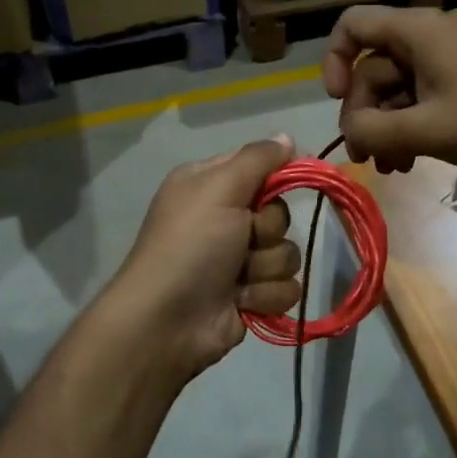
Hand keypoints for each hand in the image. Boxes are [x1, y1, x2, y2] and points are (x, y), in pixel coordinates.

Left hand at [103, 136, 303, 383]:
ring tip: (237, 279)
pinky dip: (265, 296)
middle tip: (242, 240)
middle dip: (266, 231)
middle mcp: (224, 219)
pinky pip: (286, 288)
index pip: (259, 167)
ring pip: (287, 253)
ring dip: (265, 268)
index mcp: (209, 186)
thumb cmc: (190, 245)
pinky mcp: (251, 296)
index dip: (276, 176)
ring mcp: (238, 260)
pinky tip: (241, 302)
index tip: (288, 181)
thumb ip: (257, 159)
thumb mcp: (218, 188)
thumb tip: (287, 137)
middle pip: (279, 214)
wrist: (167, 321)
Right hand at [321, 6, 456, 174]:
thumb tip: (349, 132)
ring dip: (387, 126)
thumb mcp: (427, 130)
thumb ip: (374, 130)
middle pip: (374, 67)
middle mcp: (431, 34)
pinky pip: (423, 93)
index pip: (353, 24)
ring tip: (391, 167)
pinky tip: (412, 160)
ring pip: (398, 86)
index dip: (334, 59)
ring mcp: (451, 55)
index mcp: (418, 31)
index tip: (337, 100)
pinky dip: (411, 123)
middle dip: (365, 113)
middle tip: (366, 156)